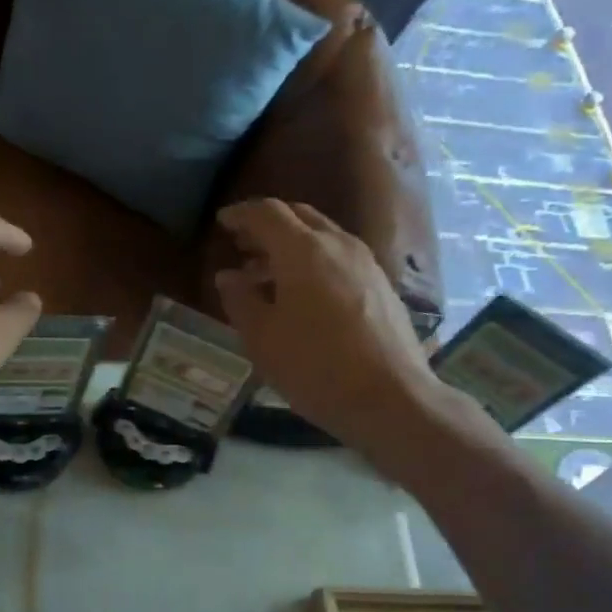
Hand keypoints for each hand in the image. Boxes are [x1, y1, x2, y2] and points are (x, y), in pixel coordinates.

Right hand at [215, 199, 468, 455]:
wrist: (390, 398)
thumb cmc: (314, 367)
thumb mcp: (262, 338)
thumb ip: (240, 300)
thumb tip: (228, 276)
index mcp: (303, 251)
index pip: (267, 213)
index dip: (241, 214)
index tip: (222, 223)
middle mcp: (338, 244)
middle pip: (299, 216)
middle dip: (267, 225)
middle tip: (242, 244)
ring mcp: (365, 263)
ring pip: (322, 236)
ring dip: (291, 244)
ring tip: (266, 273)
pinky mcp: (381, 285)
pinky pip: (339, 257)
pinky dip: (314, 261)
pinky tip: (302, 293)